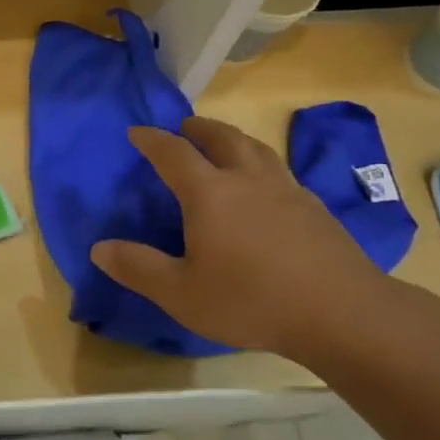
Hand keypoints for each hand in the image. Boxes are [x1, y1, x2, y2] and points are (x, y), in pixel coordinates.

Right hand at [90, 117, 395, 363]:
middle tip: (186, 126)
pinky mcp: (315, 209)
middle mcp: (249, 180)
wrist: (339, 312)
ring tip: (226, 145)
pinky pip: (281, 173)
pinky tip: (266, 188)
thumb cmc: (249, 300)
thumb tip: (99, 248)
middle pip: (223, 138)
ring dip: (235, 139)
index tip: (137, 131)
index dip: (152, 140)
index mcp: (210, 194)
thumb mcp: (180, 293)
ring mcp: (288, 191)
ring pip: (258, 150)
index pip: (174, 154)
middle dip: (200, 128)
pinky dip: (262, 166)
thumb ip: (137, 267)